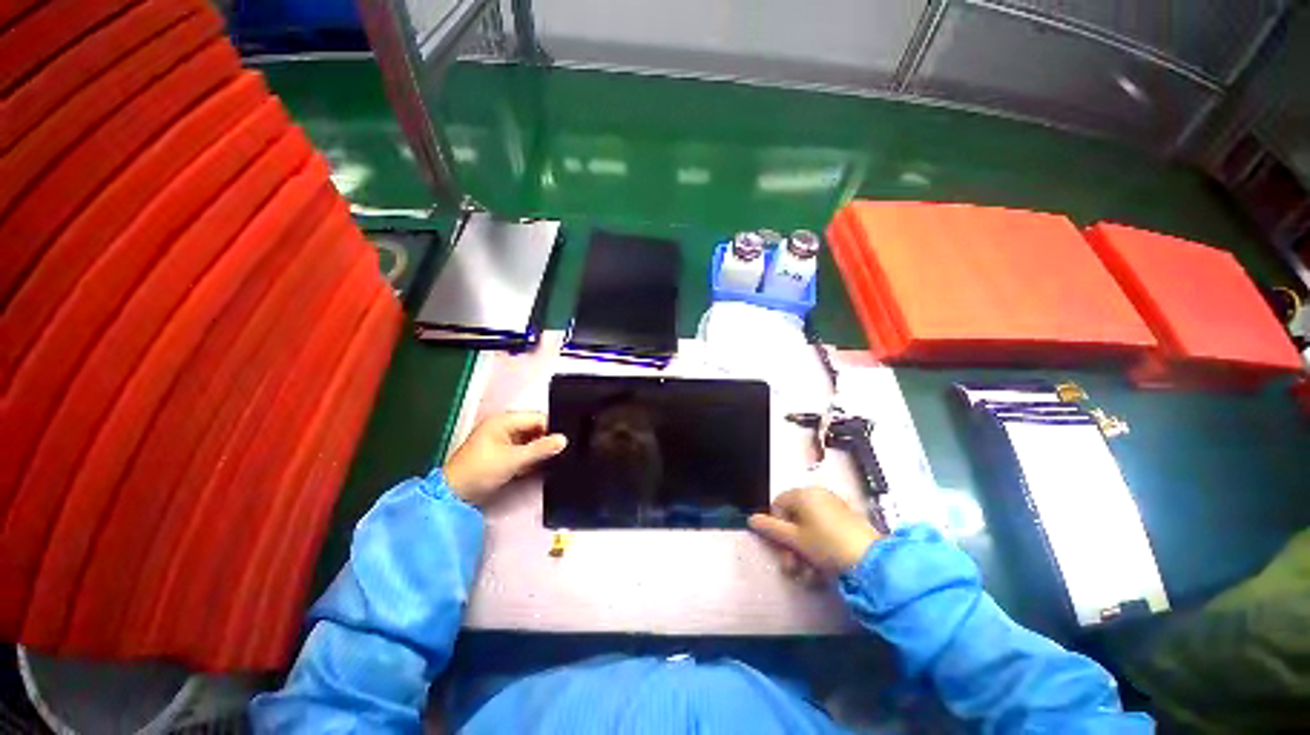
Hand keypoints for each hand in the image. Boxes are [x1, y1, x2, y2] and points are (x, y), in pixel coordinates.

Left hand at [443, 412, 566, 505]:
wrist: (453, 495)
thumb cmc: (480, 471)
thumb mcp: (513, 460)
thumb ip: (540, 449)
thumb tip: (564, 440)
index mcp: (504, 420)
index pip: (537, 417)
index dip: (553, 427)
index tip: (567, 440)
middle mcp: (504, 426)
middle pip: (535, 428)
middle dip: (547, 439)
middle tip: (564, 450)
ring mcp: (502, 439)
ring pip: (531, 440)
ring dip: (540, 449)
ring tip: (556, 457)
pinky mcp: (502, 453)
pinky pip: (524, 450)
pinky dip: (531, 457)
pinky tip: (541, 464)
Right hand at [749, 487, 880, 577]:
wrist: (870, 560)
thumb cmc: (826, 545)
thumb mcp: (795, 539)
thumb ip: (771, 528)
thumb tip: (752, 519)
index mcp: (803, 494)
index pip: (778, 504)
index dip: (776, 527)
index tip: (782, 547)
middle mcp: (817, 495)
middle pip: (793, 519)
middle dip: (790, 546)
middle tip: (793, 567)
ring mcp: (834, 506)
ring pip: (809, 529)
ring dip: (804, 552)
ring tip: (809, 575)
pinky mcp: (847, 520)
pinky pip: (825, 531)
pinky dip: (820, 548)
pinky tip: (823, 569)